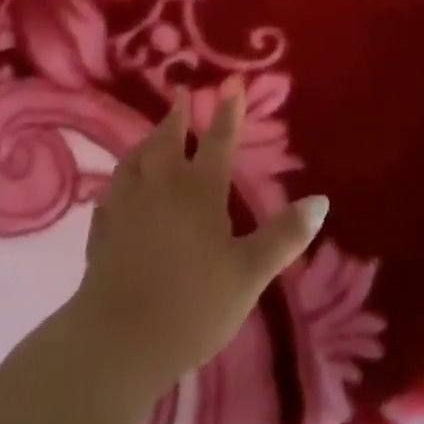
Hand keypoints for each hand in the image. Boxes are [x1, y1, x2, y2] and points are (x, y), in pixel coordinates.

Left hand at [69, 79, 328, 401]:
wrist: (116, 343)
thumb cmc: (192, 306)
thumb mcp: (248, 274)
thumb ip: (283, 236)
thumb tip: (321, 200)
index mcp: (199, 191)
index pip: (218, 141)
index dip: (228, 111)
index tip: (231, 81)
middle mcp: (161, 187)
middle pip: (168, 140)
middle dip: (178, 115)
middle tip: (182, 93)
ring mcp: (127, 207)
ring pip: (135, 160)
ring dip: (147, 141)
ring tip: (151, 135)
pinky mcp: (102, 232)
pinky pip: (111, 194)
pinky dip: (119, 182)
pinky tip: (117, 190)